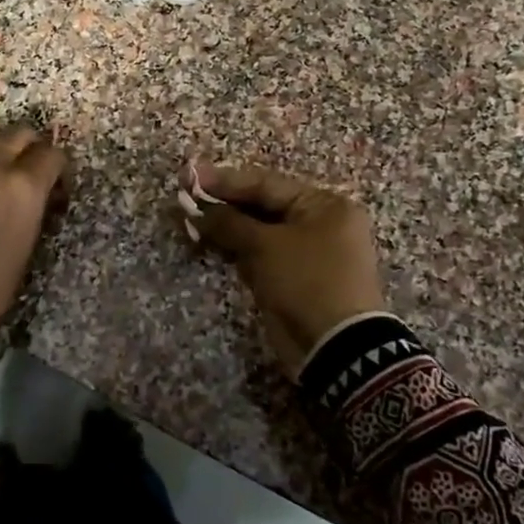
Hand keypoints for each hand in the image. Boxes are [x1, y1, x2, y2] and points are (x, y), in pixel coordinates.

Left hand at [0, 126, 68, 333]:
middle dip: (32, 147)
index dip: (59, 168)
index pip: (51, 154)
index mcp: (22, 186)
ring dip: (2, 149)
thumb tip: (38, 195)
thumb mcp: (26, 248)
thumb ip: (34, 209)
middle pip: (18, 134)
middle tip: (34, 171)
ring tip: (6, 175)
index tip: (58, 187)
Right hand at [186, 163, 385, 376]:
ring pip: (259, 232)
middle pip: (262, 206)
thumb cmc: (306, 281)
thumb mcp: (265, 246)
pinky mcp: (295, 278)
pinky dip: (237, 249)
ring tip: (190, 219)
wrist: (337, 348)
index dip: (224, 180)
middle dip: (223, 204)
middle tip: (185, 197)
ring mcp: (308, 253)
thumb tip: (194, 208)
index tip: (189, 176)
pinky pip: (261, 255)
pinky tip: (207, 241)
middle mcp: (320, 223)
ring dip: (226, 227)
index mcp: (324, 205)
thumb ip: (228, 222)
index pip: (266, 184)